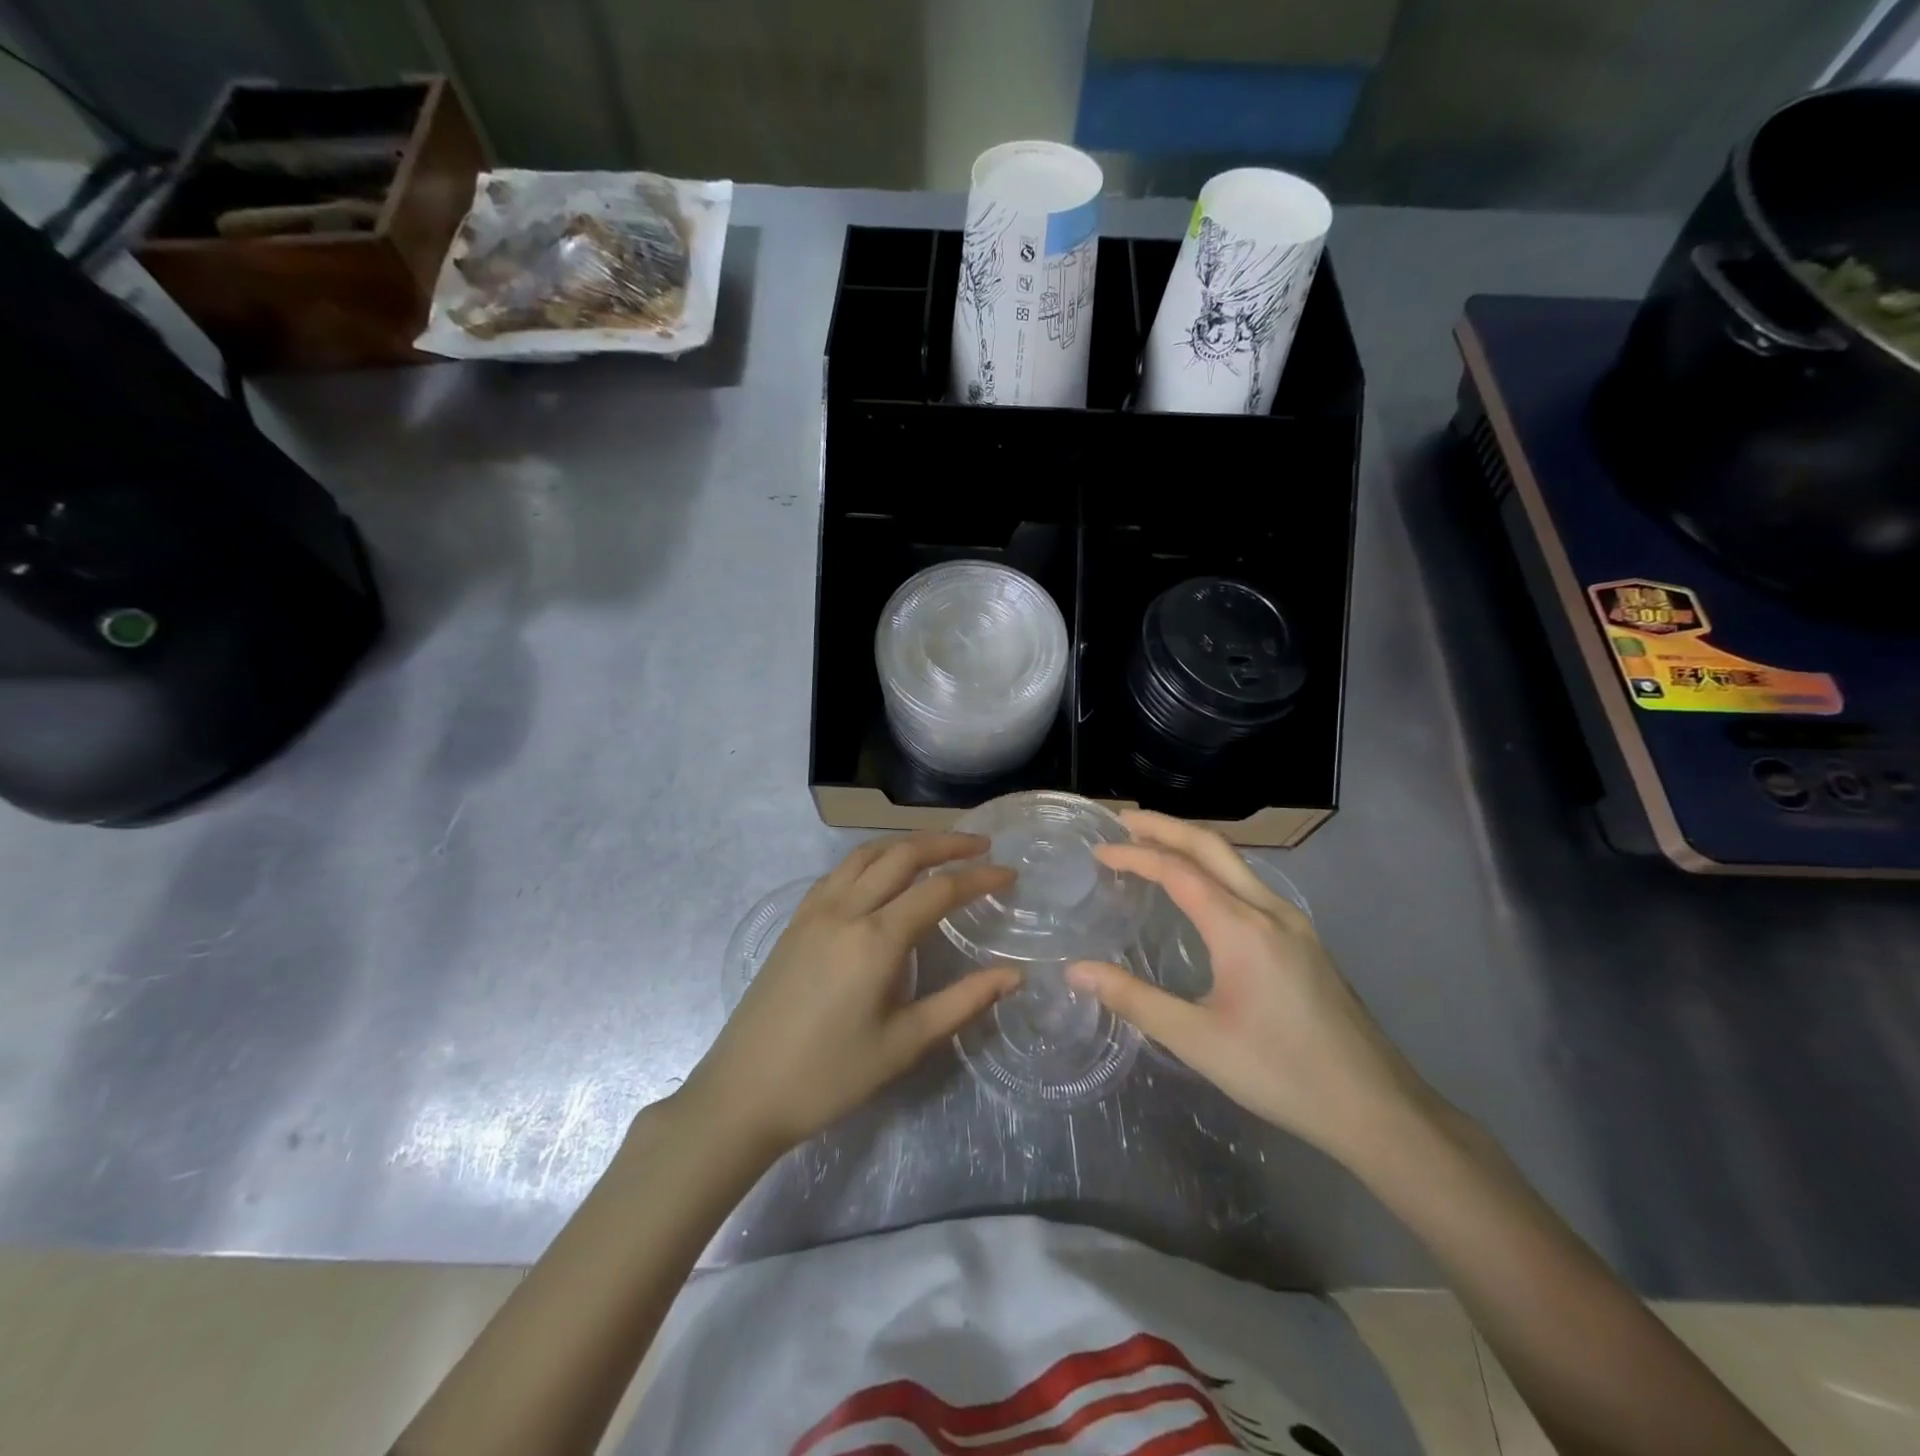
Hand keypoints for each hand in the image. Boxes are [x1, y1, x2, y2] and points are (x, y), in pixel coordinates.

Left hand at [680, 833, 1019, 1157]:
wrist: (744, 1092)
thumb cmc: (830, 1075)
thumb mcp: (905, 1044)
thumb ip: (963, 1002)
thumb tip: (1013, 974)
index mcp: (875, 939)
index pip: (938, 891)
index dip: (979, 878)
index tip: (1010, 873)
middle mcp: (845, 910)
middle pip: (901, 854)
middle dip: (945, 843)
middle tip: (980, 844)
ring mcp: (815, 910)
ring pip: (866, 854)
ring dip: (906, 843)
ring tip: (938, 848)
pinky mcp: (796, 921)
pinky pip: (840, 871)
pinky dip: (871, 858)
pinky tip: (882, 874)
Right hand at [1068, 811, 1429, 1159]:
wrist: (1376, 1107)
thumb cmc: (1281, 1073)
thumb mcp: (1198, 1041)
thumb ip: (1135, 1000)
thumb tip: (1076, 971)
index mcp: (1242, 928)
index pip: (1178, 870)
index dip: (1134, 855)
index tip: (1098, 852)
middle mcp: (1269, 910)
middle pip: (1212, 846)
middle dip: (1165, 827)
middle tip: (1123, 823)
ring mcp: (1293, 922)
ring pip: (1235, 862)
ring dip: (1191, 845)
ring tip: (1152, 847)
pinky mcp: (1304, 940)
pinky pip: (1250, 884)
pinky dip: (1213, 870)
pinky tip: (1199, 893)